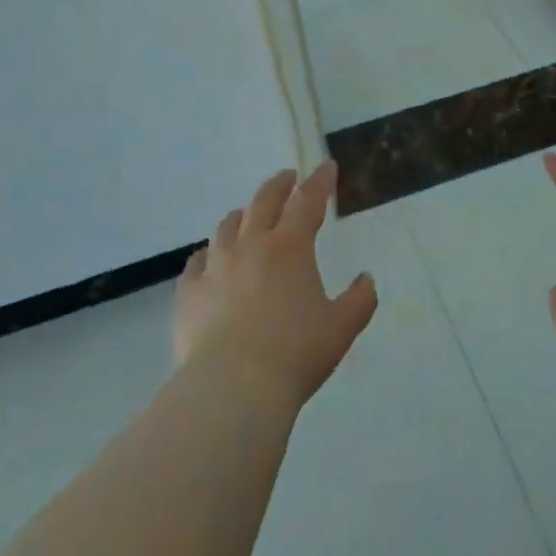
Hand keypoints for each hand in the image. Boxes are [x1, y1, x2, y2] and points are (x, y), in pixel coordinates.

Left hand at [174, 162, 377, 406]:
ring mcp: (215, 267)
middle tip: (289, 178)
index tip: (326, 167)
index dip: (320, 181)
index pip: (308, 201)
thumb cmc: (295, 353)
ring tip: (249, 215)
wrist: (232, 388)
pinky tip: (210, 258)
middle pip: (264, 201)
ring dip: (244, 214)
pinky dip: (208, 253)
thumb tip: (366, 279)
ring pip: (227, 226)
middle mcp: (251, 246)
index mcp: (290, 247)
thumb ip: (359, 300)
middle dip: (280, 185)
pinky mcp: (189, 293)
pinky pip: (197, 262)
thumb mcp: (341, 328)